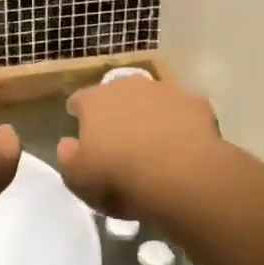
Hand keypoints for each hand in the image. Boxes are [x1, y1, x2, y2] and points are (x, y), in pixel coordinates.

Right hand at [56, 75, 224, 221]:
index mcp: (94, 101)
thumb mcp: (78, 178)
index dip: (79, 116)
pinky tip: (184, 146)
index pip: (79, 100)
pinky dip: (181, 124)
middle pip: (117, 94)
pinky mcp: (196, 103)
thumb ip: (67, 156)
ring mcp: (165, 91)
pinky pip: (183, 112)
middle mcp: (128, 86)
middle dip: (116, 112)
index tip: (83, 134)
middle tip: (120, 141)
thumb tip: (68, 143)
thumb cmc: (119, 178)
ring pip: (152, 99)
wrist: (181, 176)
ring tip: (155, 146)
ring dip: (150, 115)